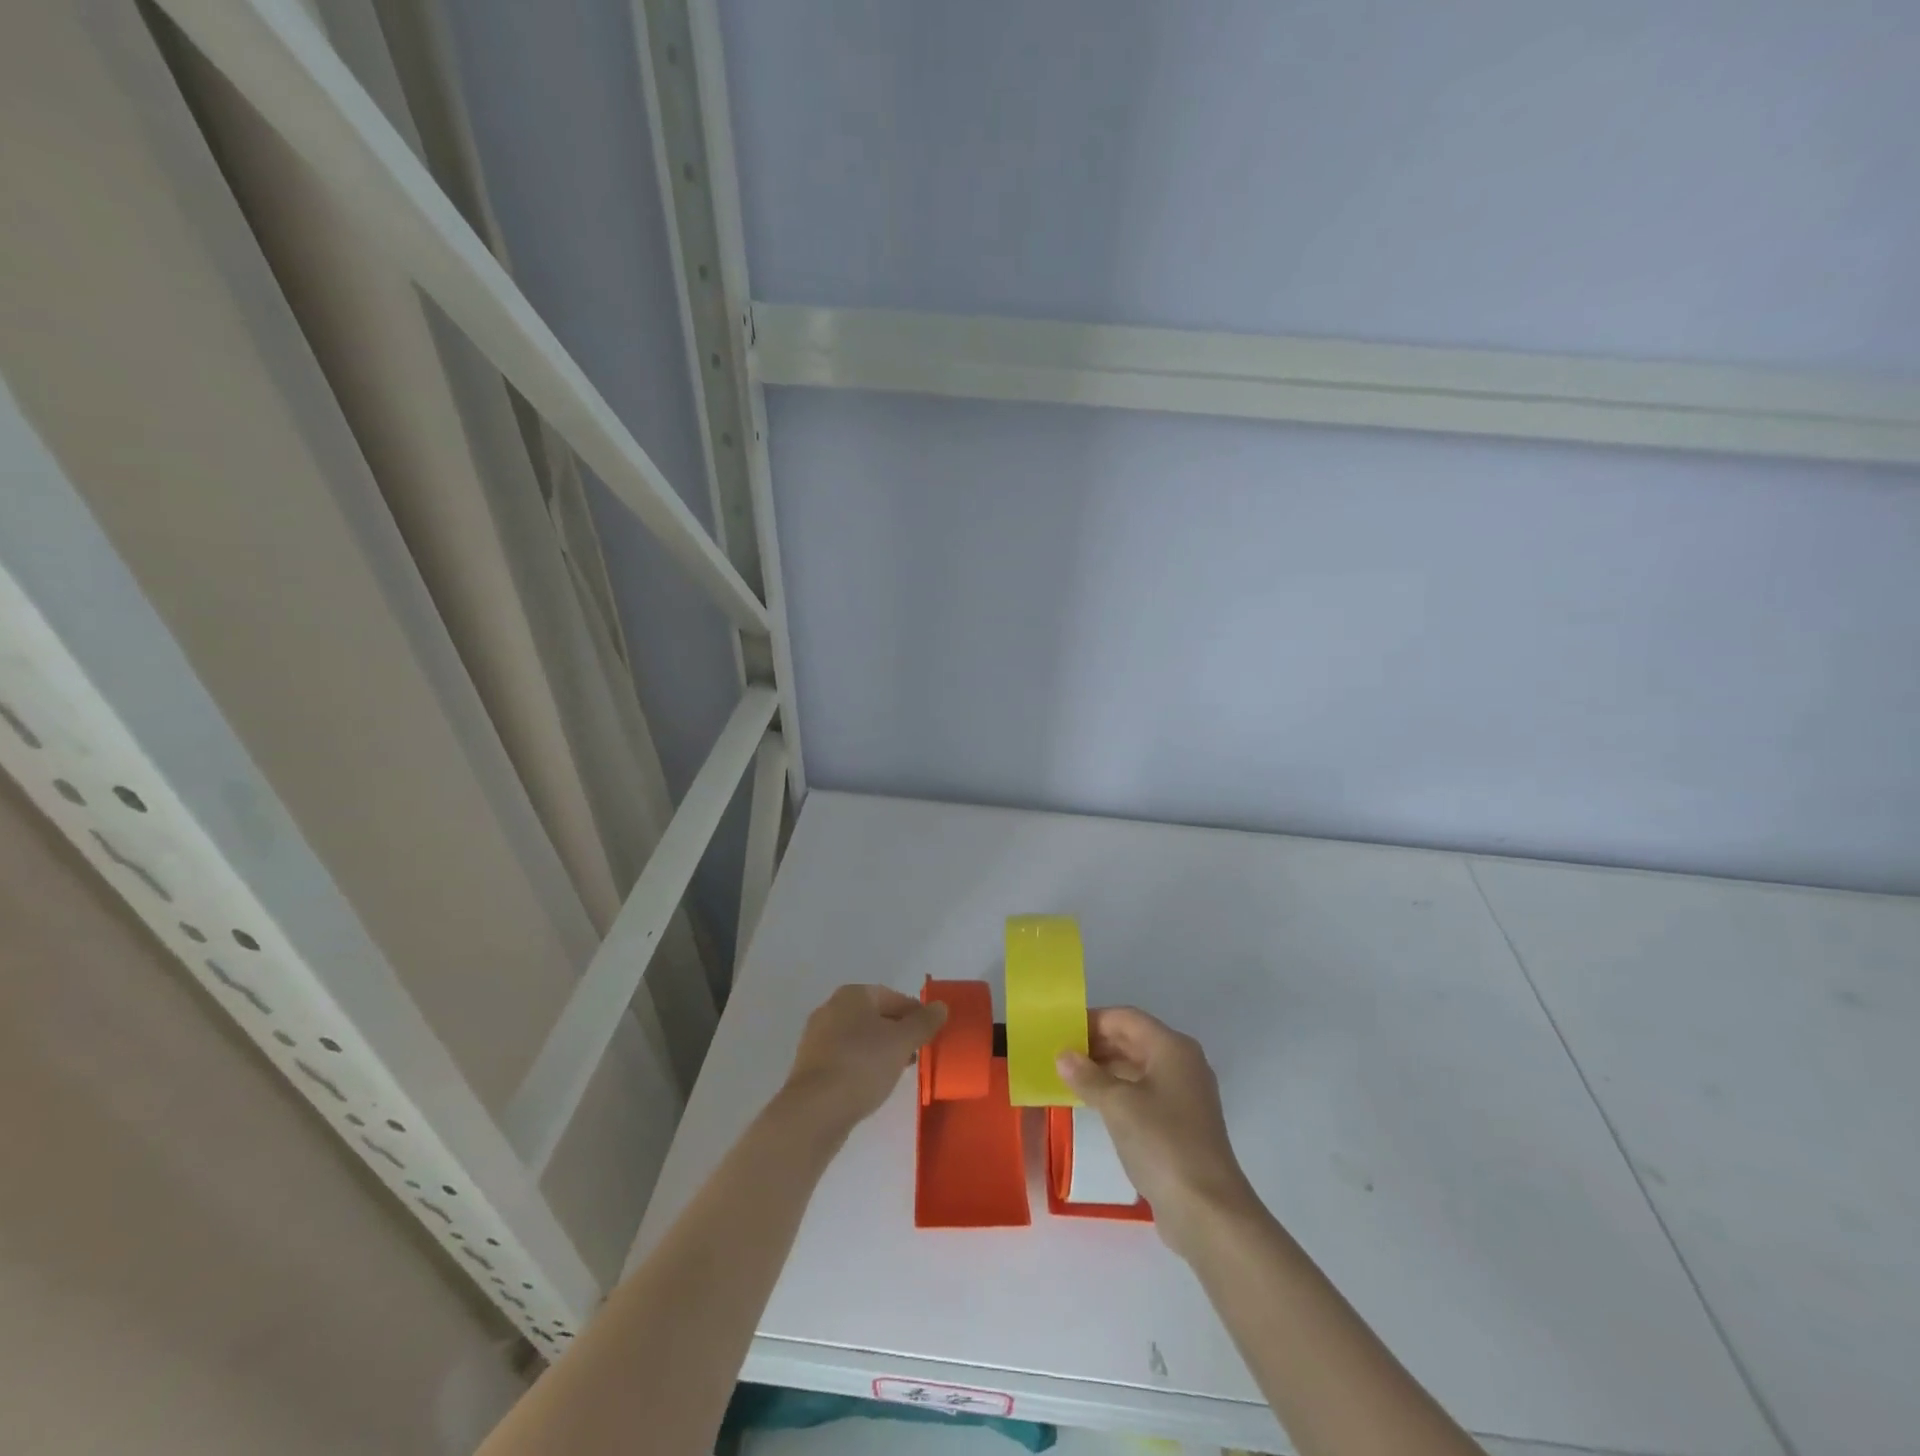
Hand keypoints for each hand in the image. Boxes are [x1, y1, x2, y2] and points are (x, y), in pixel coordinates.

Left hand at [779, 984, 947, 1137]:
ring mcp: (817, 1037)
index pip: (893, 997)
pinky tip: (872, 1084)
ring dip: (880, 1050)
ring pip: (859, 1038)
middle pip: (875, 1016)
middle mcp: (831, 1008)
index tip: (931, 1035)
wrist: (815, 1110)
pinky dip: (862, 1065)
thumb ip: (924, 1022)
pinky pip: (845, 1057)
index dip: (916, 1014)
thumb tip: (941, 1006)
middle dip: (898, 1033)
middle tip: (917, 1053)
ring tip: (898, 1072)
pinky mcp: (811, 1065)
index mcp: (853, 995)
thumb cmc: (863, 1065)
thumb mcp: (902, 1042)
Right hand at [1056, 1007, 1259, 1255]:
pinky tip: (1094, 1105)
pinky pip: (1144, 1093)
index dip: (1092, 1021)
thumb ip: (1087, 1076)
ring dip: (1105, 1069)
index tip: (1059, 1032)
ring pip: (1138, 1068)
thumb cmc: (1162, 1143)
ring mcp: (1185, 1095)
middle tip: (1059, 1056)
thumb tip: (1063, 1055)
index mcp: (1172, 1047)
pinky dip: (1119, 1092)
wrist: (1208, 1211)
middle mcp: (1182, 1063)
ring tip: (1069, 1078)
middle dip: (1097, 1045)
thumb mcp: (1117, 1105)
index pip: (1126, 1018)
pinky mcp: (1182, 1124)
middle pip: (1133, 1040)